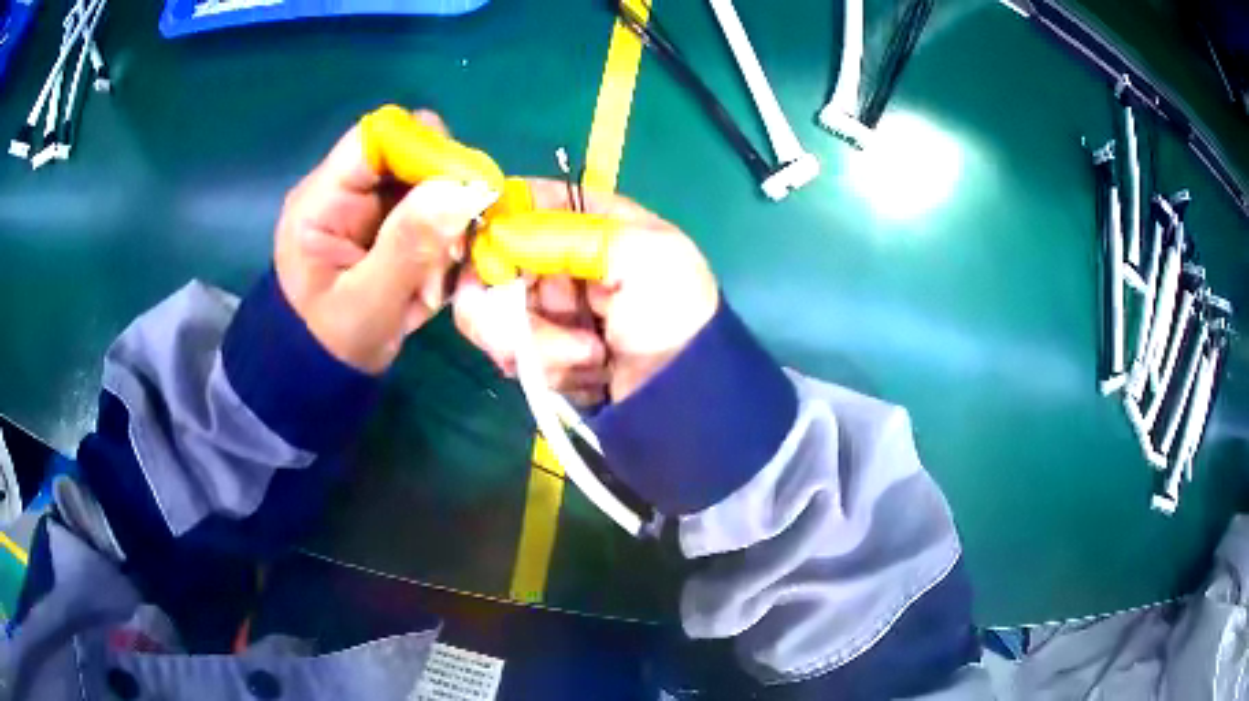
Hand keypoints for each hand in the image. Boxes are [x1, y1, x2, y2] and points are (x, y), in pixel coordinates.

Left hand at [274, 111, 489, 373]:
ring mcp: (366, 204)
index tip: (465, 186)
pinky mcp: (385, 222)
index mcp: (321, 201)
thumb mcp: (369, 303)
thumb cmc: (333, 346)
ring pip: (426, 180)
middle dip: (444, 189)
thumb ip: (409, 244)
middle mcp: (344, 190)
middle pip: (408, 152)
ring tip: (445, 268)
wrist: (323, 375)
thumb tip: (464, 188)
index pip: (376, 138)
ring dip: (449, 218)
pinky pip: (430, 207)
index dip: (425, 147)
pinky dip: (446, 234)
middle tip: (459, 239)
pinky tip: (441, 270)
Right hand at [455, 179, 718, 402]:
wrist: (685, 396)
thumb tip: (497, 230)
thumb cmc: (673, 314)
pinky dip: (549, 366)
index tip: (481, 246)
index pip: (530, 201)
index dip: (499, 218)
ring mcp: (553, 307)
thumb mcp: (638, 257)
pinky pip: (515, 351)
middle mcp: (566, 260)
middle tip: (535, 323)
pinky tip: (588, 374)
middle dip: (512, 300)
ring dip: (541, 342)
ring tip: (592, 357)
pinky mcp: (544, 349)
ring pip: (499, 312)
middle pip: (499, 261)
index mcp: (595, 223)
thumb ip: (567, 235)